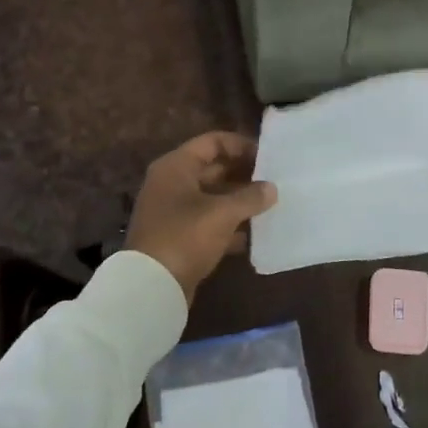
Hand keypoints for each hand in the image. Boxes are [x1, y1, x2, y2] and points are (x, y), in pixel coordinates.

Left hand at [126, 132, 277, 302]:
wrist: (151, 286)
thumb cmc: (185, 236)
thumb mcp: (222, 213)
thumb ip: (250, 197)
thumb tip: (272, 188)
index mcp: (177, 167)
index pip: (213, 142)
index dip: (241, 145)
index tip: (268, 156)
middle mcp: (172, 183)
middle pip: (214, 169)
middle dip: (244, 174)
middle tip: (275, 181)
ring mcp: (174, 211)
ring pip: (213, 197)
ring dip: (240, 201)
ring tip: (271, 205)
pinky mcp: (179, 237)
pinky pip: (209, 222)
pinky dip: (230, 226)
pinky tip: (255, 234)